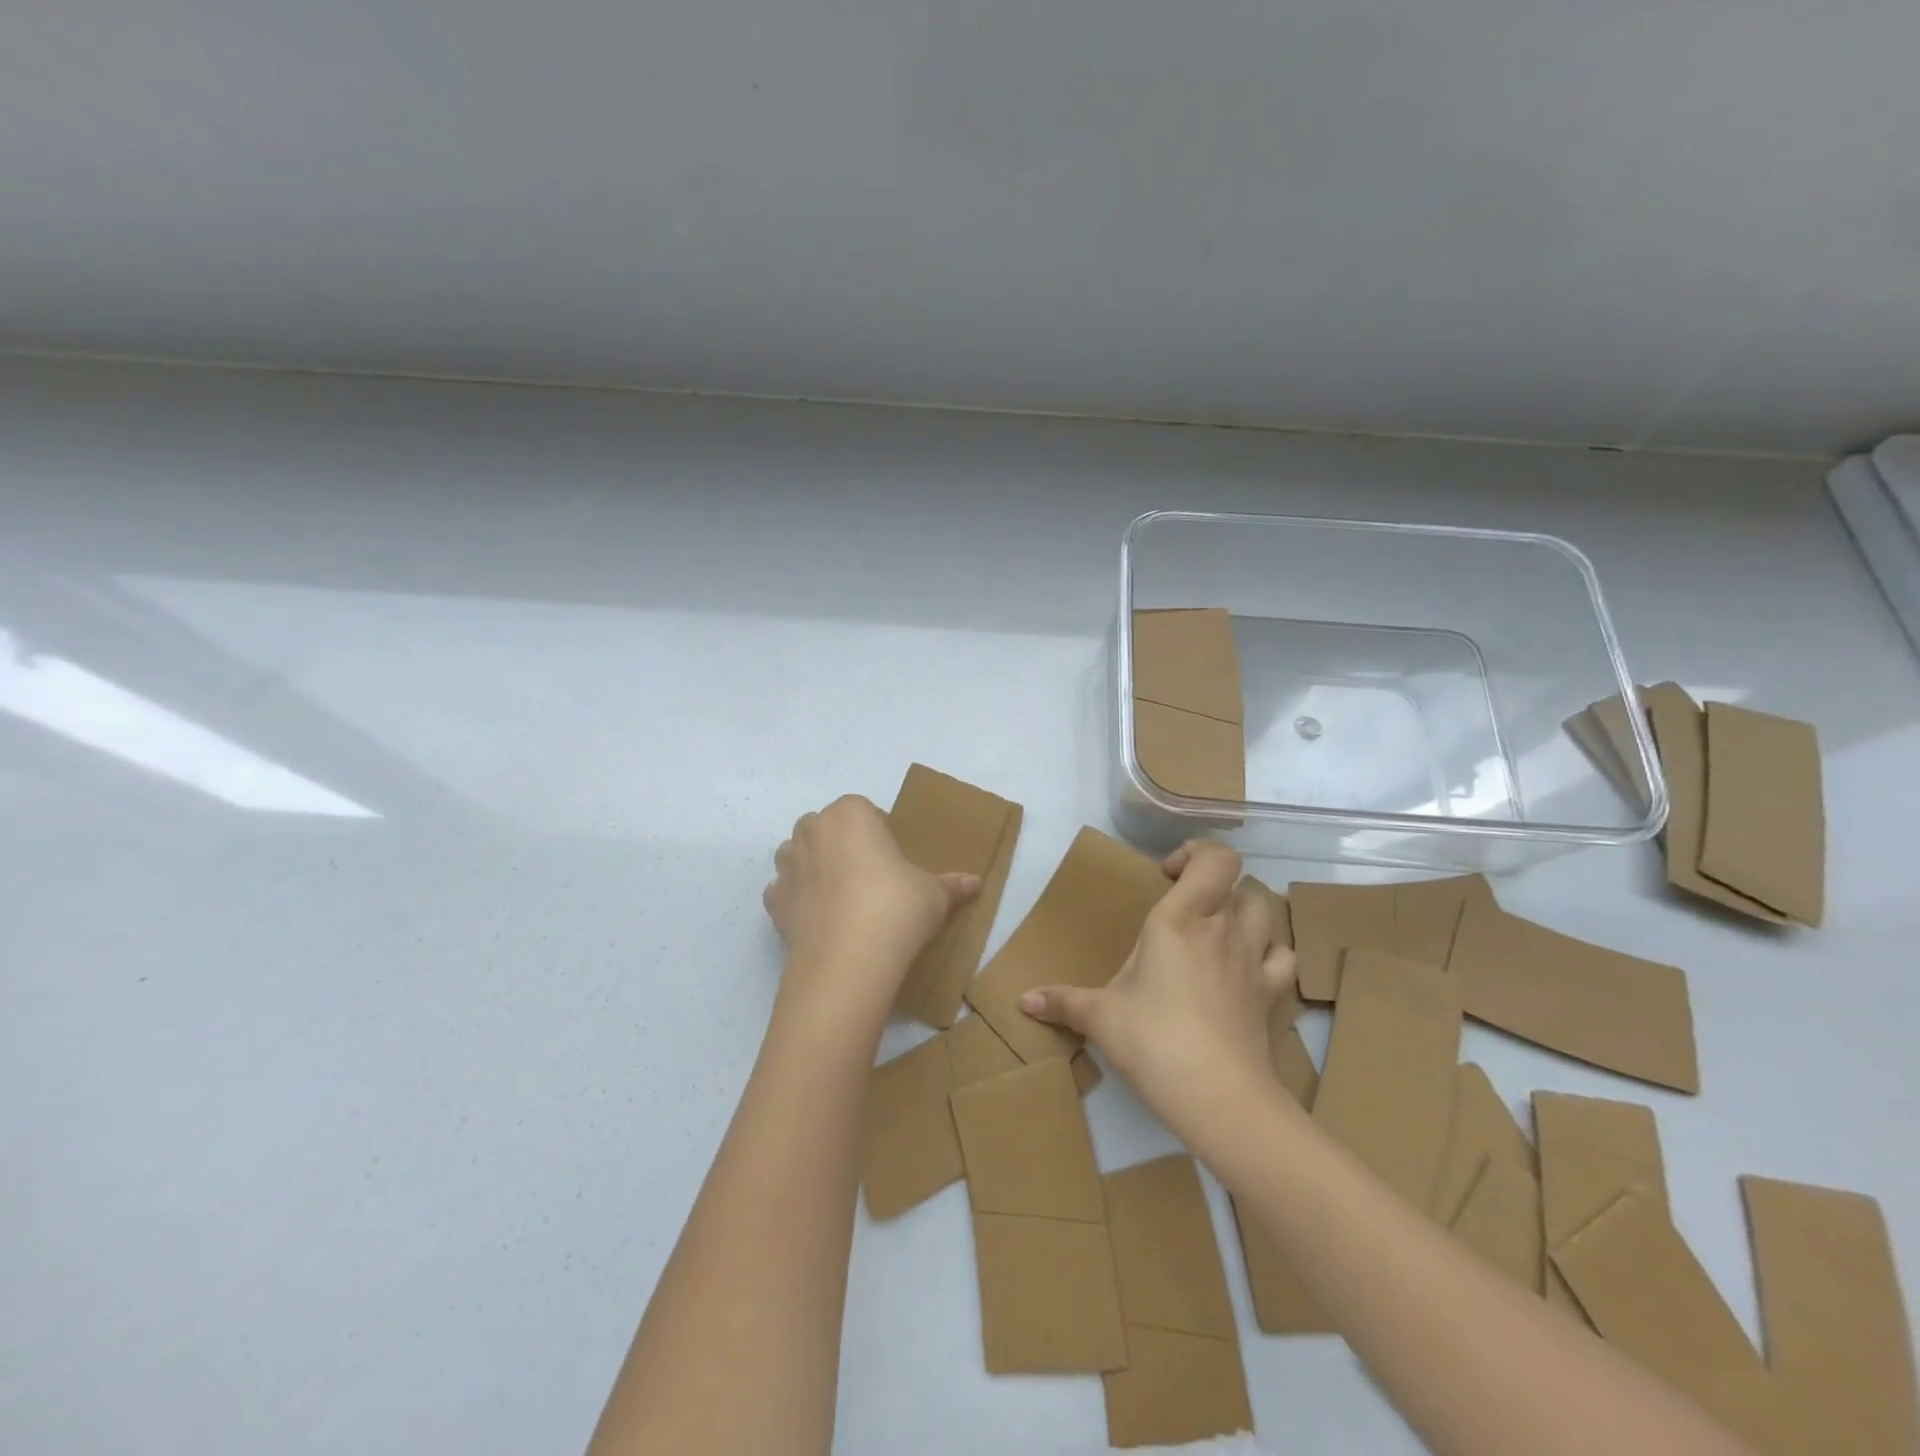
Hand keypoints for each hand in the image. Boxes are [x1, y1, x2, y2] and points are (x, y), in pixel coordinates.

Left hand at [762, 795, 979, 1015]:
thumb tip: (976, 884)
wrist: (848, 958)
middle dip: (841, 843)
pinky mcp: (773, 901)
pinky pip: (785, 891)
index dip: (878, 830)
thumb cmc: (896, 907)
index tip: (893, 857)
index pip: (863, 809)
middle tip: (869, 875)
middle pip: (825, 826)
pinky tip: (820, 919)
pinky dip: (797, 899)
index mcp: (851, 814)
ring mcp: (788, 865)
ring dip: (813, 865)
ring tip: (842, 896)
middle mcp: (813, 830)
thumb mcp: (934, 894)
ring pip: (796, 853)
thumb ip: (951, 885)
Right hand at [1017, 840, 1293, 1132]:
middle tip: (1186, 910)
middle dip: (1215, 887)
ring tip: (1217, 933)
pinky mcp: (1272, 996)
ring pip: (1266, 912)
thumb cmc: (1153, 1041)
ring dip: (1245, 913)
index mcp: (1180, 920)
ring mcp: (1254, 962)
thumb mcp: (1099, 1017)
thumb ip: (1062, 1001)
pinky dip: (1268, 955)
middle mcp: (1223, 930)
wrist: (1219, 1097)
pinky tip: (1248, 971)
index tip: (1167, 875)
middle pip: (1241, 883)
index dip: (1196, 853)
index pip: (1213, 859)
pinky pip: (1282, 959)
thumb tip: (1022, 1000)